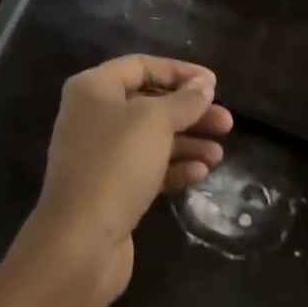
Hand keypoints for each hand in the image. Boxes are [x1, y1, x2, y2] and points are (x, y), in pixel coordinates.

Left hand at [19, 55, 231, 306]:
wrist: (80, 240)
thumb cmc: (115, 165)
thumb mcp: (154, 122)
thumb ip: (183, 101)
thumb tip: (204, 85)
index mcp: (93, 89)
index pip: (140, 66)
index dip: (179, 72)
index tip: (215, 84)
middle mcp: (91, 116)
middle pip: (148, 103)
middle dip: (188, 111)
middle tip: (226, 123)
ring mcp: (99, 154)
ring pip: (150, 138)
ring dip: (186, 142)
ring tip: (219, 154)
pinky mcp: (109, 188)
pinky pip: (146, 168)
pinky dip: (173, 167)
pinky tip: (200, 173)